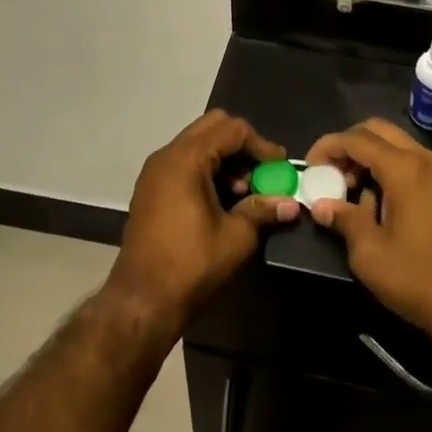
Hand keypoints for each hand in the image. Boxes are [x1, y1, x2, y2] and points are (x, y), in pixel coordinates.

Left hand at [104, 112, 300, 343]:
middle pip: (212, 127)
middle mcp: (167, 155)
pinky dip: (207, 170)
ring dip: (225, 158)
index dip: (261, 145)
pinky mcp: (150, 189)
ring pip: (198, 144)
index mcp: (186, 158)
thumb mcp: (235, 238)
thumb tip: (291, 203)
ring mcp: (155, 171)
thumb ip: (262, 210)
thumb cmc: (190, 266)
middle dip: (242, 146)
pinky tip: (221, 200)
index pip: (232, 129)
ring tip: (243, 192)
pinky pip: (184, 162)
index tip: (280, 167)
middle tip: (261, 173)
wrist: (140, 304)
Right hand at [304, 118, 431, 343]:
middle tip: (331, 173)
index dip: (329, 147)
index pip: (357, 139)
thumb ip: (344, 219)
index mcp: (405, 168)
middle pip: (378, 130)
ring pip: (396, 144)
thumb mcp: (370, 253)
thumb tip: (322, 205)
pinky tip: (377, 200)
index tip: (310, 166)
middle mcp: (424, 159)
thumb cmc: (418, 278)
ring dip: (369, 156)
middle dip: (349, 146)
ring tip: (351, 190)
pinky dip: (389, 167)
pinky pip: (411, 160)